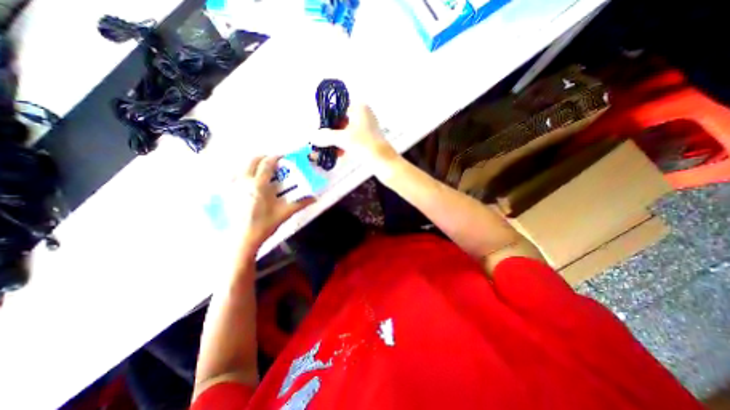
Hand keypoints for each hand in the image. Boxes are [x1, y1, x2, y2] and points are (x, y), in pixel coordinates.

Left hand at [232, 156, 314, 249]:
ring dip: (252, 164)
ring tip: (261, 170)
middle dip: (263, 157)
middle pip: (252, 160)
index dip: (276, 157)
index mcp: (258, 184)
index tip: (283, 157)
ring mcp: (232, 186)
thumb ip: (300, 203)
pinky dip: (242, 172)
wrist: (242, 239)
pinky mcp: (226, 193)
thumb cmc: (264, 225)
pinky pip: (233, 176)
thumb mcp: (284, 213)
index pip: (267, 164)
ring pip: (241, 166)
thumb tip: (314, 198)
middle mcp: (243, 181)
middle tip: (273, 161)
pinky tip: (247, 181)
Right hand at [309, 103, 398, 172]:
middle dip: (330, 133)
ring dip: (336, 141)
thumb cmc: (364, 145)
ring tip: (329, 150)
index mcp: (359, 107)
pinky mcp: (368, 138)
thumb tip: (311, 135)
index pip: (336, 110)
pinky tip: (339, 154)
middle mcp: (363, 114)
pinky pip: (352, 139)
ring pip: (345, 131)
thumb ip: (326, 136)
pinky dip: (345, 145)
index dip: (326, 119)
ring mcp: (366, 127)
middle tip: (321, 141)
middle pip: (340, 121)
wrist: (383, 161)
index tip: (317, 130)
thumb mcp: (343, 139)